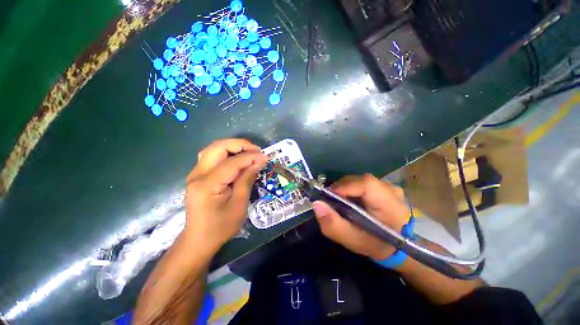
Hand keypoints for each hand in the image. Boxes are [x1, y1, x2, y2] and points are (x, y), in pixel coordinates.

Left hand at [184, 139, 267, 250]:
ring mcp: (195, 173)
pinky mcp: (198, 175)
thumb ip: (247, 180)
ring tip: (249, 152)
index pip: (232, 162)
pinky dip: (227, 152)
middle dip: (239, 145)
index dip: (250, 157)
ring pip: (213, 148)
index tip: (265, 157)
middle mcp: (197, 174)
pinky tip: (237, 158)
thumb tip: (258, 161)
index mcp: (207, 185)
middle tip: (256, 151)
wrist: (199, 239)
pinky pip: (212, 156)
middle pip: (218, 147)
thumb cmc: (221, 226)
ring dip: (233, 146)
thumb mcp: (239, 205)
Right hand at [313, 174, 409, 259]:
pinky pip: (364, 183)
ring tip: (341, 201)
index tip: (328, 195)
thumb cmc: (375, 245)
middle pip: (360, 180)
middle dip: (341, 187)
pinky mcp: (385, 187)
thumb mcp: (352, 240)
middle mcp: (391, 190)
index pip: (366, 184)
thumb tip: (317, 203)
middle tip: (331, 200)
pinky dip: (353, 189)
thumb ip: (333, 224)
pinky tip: (351, 199)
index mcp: (389, 205)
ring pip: (360, 180)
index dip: (344, 186)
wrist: (397, 247)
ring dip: (346, 188)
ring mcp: (390, 187)